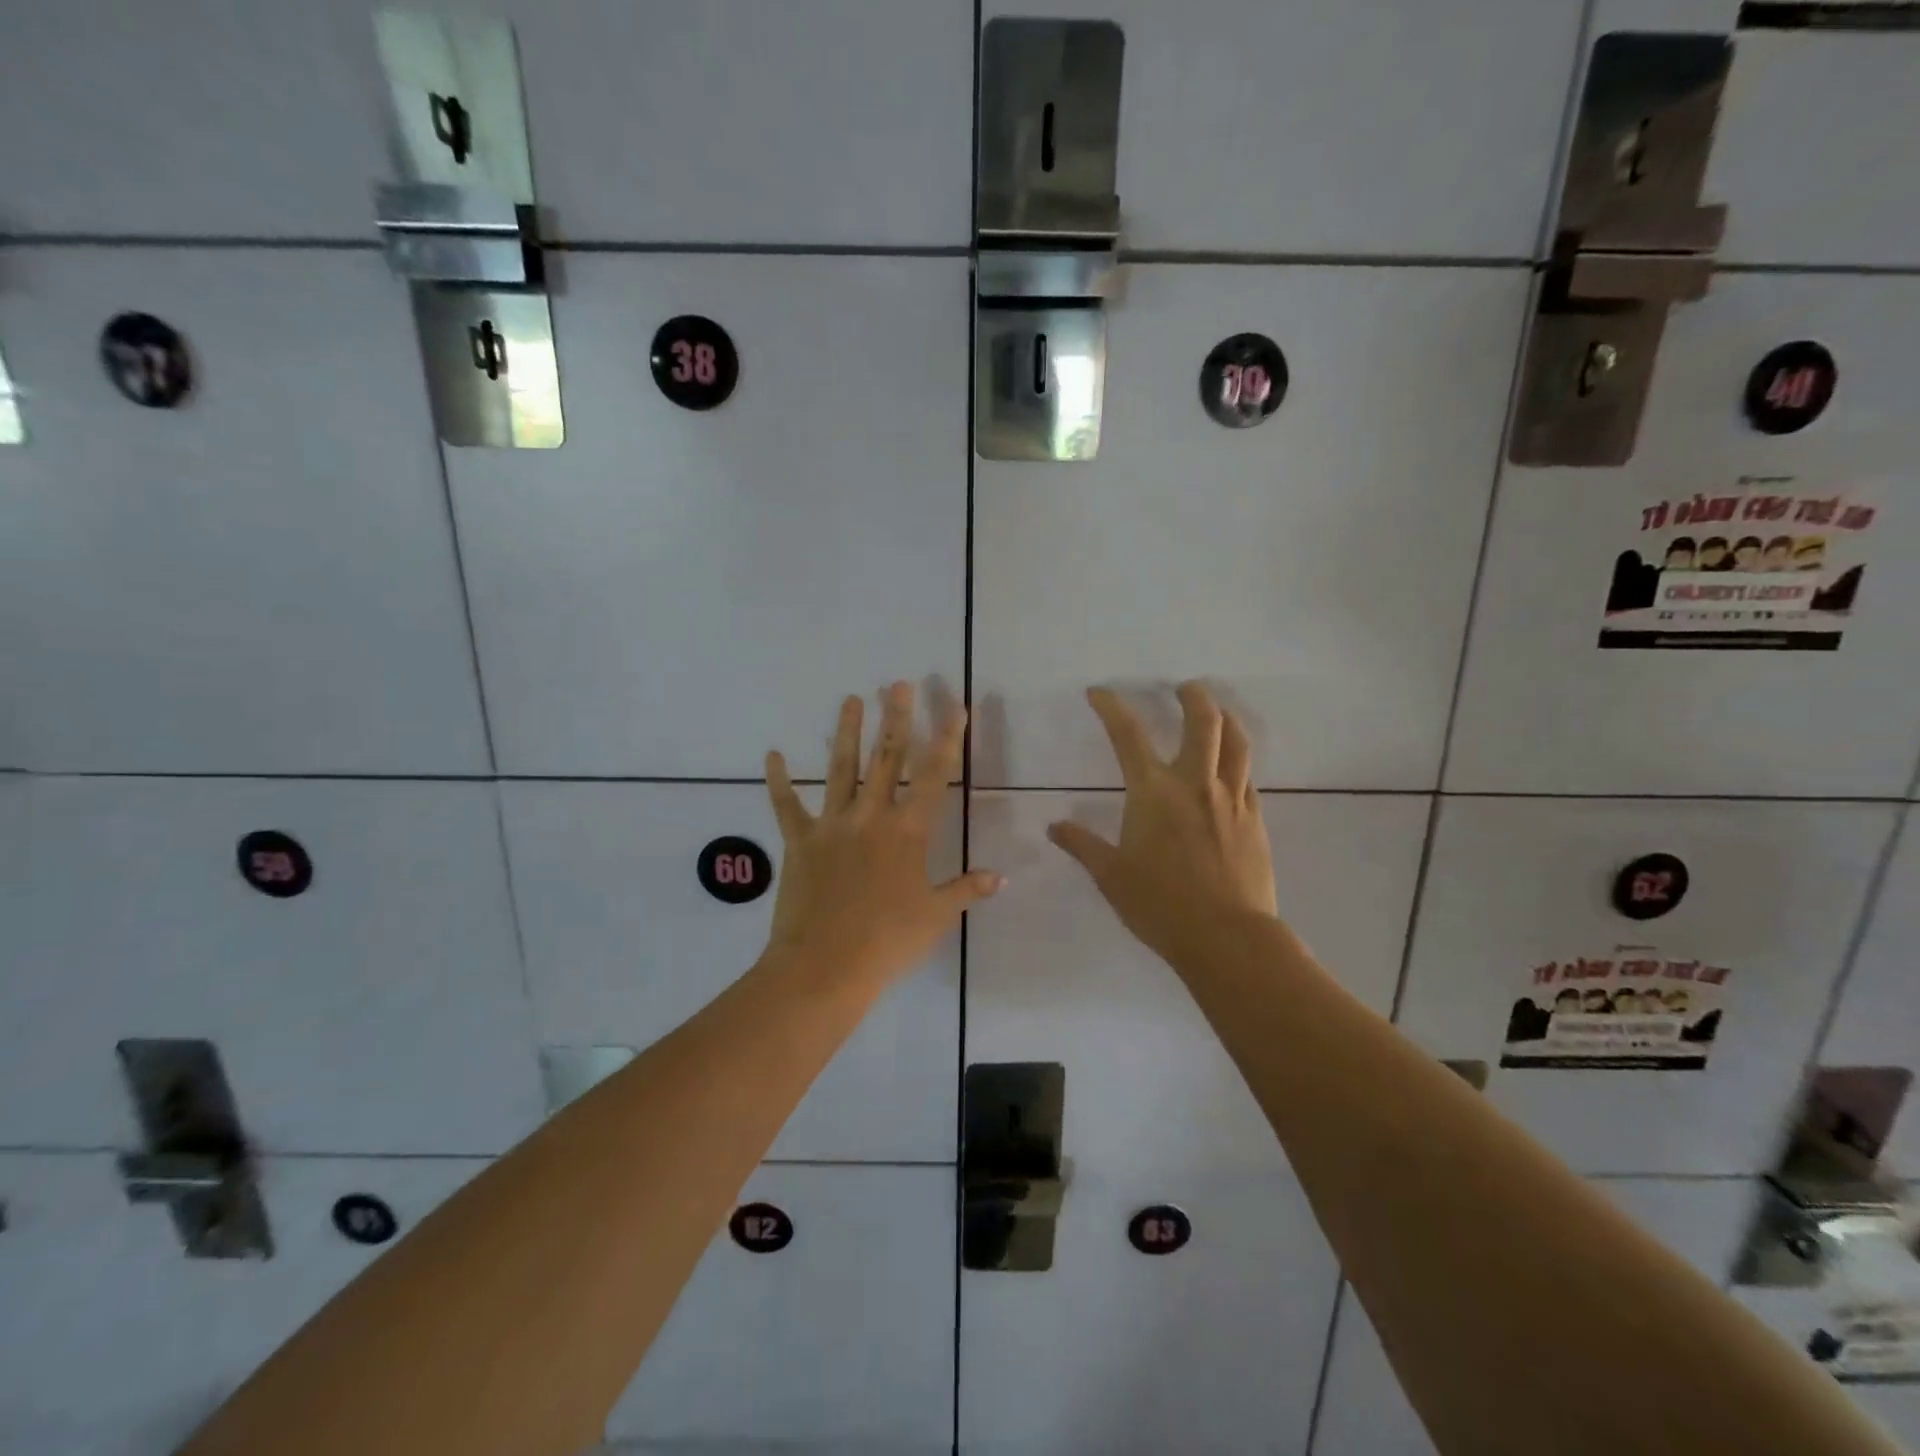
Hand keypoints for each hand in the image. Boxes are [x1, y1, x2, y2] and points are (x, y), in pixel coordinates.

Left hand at [764, 682, 1001, 987]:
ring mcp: (832, 825)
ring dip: (846, 732)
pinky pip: (786, 805)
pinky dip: (778, 781)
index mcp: (909, 832)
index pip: (934, 775)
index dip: (948, 739)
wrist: (825, 966)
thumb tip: (1001, 877)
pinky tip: (772, 754)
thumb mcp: (936, 916)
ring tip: (850, 698)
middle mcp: (872, 816)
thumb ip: (967, 890)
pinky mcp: (799, 841)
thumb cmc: (888, 941)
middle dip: (896, 718)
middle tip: (898, 683)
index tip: (957, 708)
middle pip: (887, 758)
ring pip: (840, 768)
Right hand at [1048, 682, 1278, 966]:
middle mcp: (1195, 784)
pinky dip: (1238, 760)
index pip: (1128, 735)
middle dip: (1193, 696)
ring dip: (1226, 717)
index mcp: (1153, 792)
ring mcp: (1231, 799)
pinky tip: (1232, 769)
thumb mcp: (1111, 876)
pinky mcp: (1255, 819)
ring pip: (1237, 742)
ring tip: (1218, 711)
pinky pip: (1249, 776)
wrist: (1226, 937)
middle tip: (1184, 687)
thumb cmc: (1160, 905)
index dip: (1111, 707)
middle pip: (1204, 721)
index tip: (1099, 692)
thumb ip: (1083, 846)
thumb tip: (1055, 827)